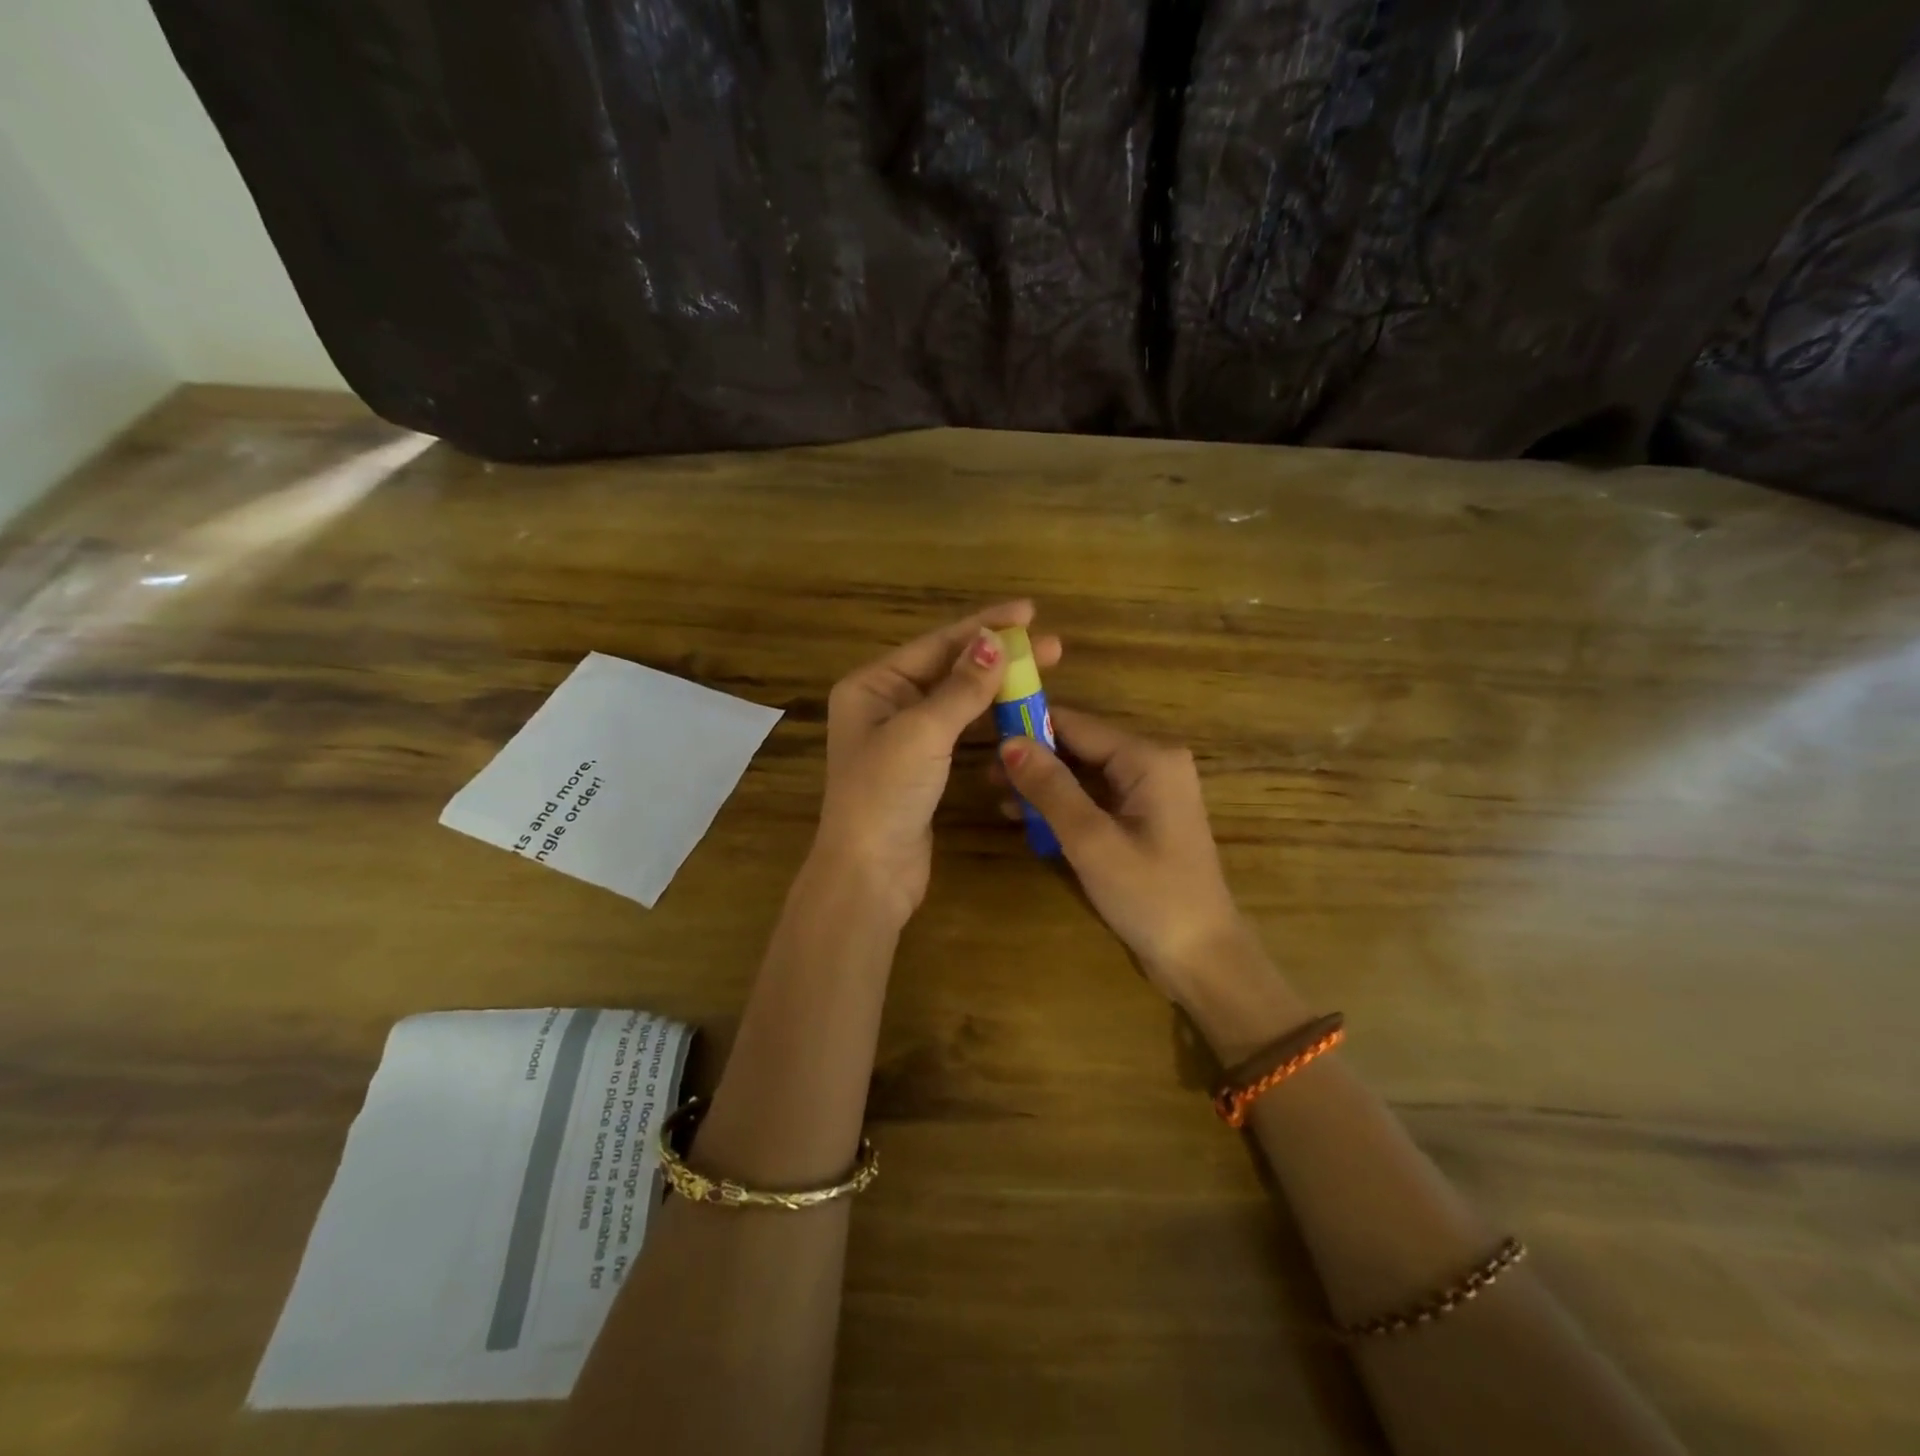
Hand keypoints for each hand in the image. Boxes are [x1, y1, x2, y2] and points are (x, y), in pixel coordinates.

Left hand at [816, 601, 1061, 925]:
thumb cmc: (885, 793)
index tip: (1030, 613)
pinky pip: (960, 728)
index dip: (985, 625)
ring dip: (998, 686)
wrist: (870, 872)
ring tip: (1044, 672)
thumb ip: (961, 687)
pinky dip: (988, 717)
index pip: (936, 644)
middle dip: (998, 655)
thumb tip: (993, 640)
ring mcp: (904, 735)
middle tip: (1052, 647)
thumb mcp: (923, 732)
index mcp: (872, 685)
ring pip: (958, 699)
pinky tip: (1018, 708)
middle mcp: (885, 703)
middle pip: (949, 668)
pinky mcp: (923, 765)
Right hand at [994, 707, 1245, 994]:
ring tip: (1000, 800)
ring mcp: (1151, 791)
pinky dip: (1065, 805)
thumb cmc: (1150, 896)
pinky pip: (1097, 797)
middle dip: (1034, 760)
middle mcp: (1154, 762)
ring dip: (1045, 785)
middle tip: (986, 779)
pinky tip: (1031, 821)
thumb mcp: (1092, 840)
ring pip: (1085, 772)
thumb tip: (1008, 742)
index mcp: (1149, 758)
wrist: (1202, 957)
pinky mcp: (1145, 817)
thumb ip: (1050, 788)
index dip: (1028, 727)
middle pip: (1080, 746)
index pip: (1076, 724)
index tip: (984, 736)